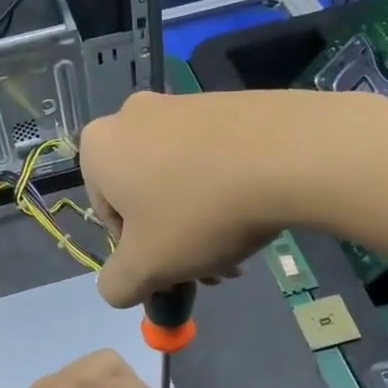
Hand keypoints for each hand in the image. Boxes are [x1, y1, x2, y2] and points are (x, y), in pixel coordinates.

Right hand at [80, 90, 305, 307]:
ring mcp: (182, 104)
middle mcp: (132, 116)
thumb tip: (118, 285)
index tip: (171, 271)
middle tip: (209, 271)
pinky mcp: (226, 103)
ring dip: (201, 221)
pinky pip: (212, 156)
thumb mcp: (146, 268)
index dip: (139, 254)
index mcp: (100, 147)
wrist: (287, 156)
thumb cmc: (199, 213)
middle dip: (174, 240)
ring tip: (237, 251)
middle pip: (146, 197)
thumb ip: (117, 285)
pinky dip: (224, 189)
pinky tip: (254, 214)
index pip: (108, 216)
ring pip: (180, 179)